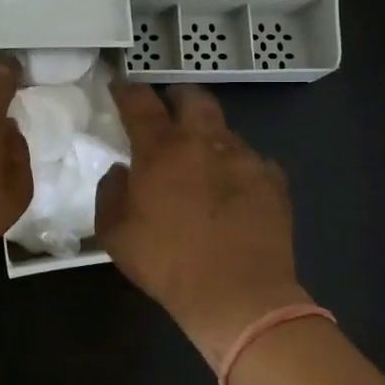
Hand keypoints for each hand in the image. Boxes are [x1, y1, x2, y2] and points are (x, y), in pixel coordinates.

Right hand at [95, 83, 309, 367]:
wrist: (239, 295)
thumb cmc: (167, 263)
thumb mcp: (115, 234)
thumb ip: (111, 192)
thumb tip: (122, 171)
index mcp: (161, 148)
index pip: (139, 101)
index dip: (127, 90)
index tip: (120, 89)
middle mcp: (204, 141)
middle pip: (193, 97)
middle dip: (177, 98)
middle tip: (168, 114)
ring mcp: (244, 157)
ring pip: (224, 129)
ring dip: (208, 137)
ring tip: (202, 164)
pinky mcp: (273, 179)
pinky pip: (252, 160)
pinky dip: (237, 168)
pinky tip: (233, 192)